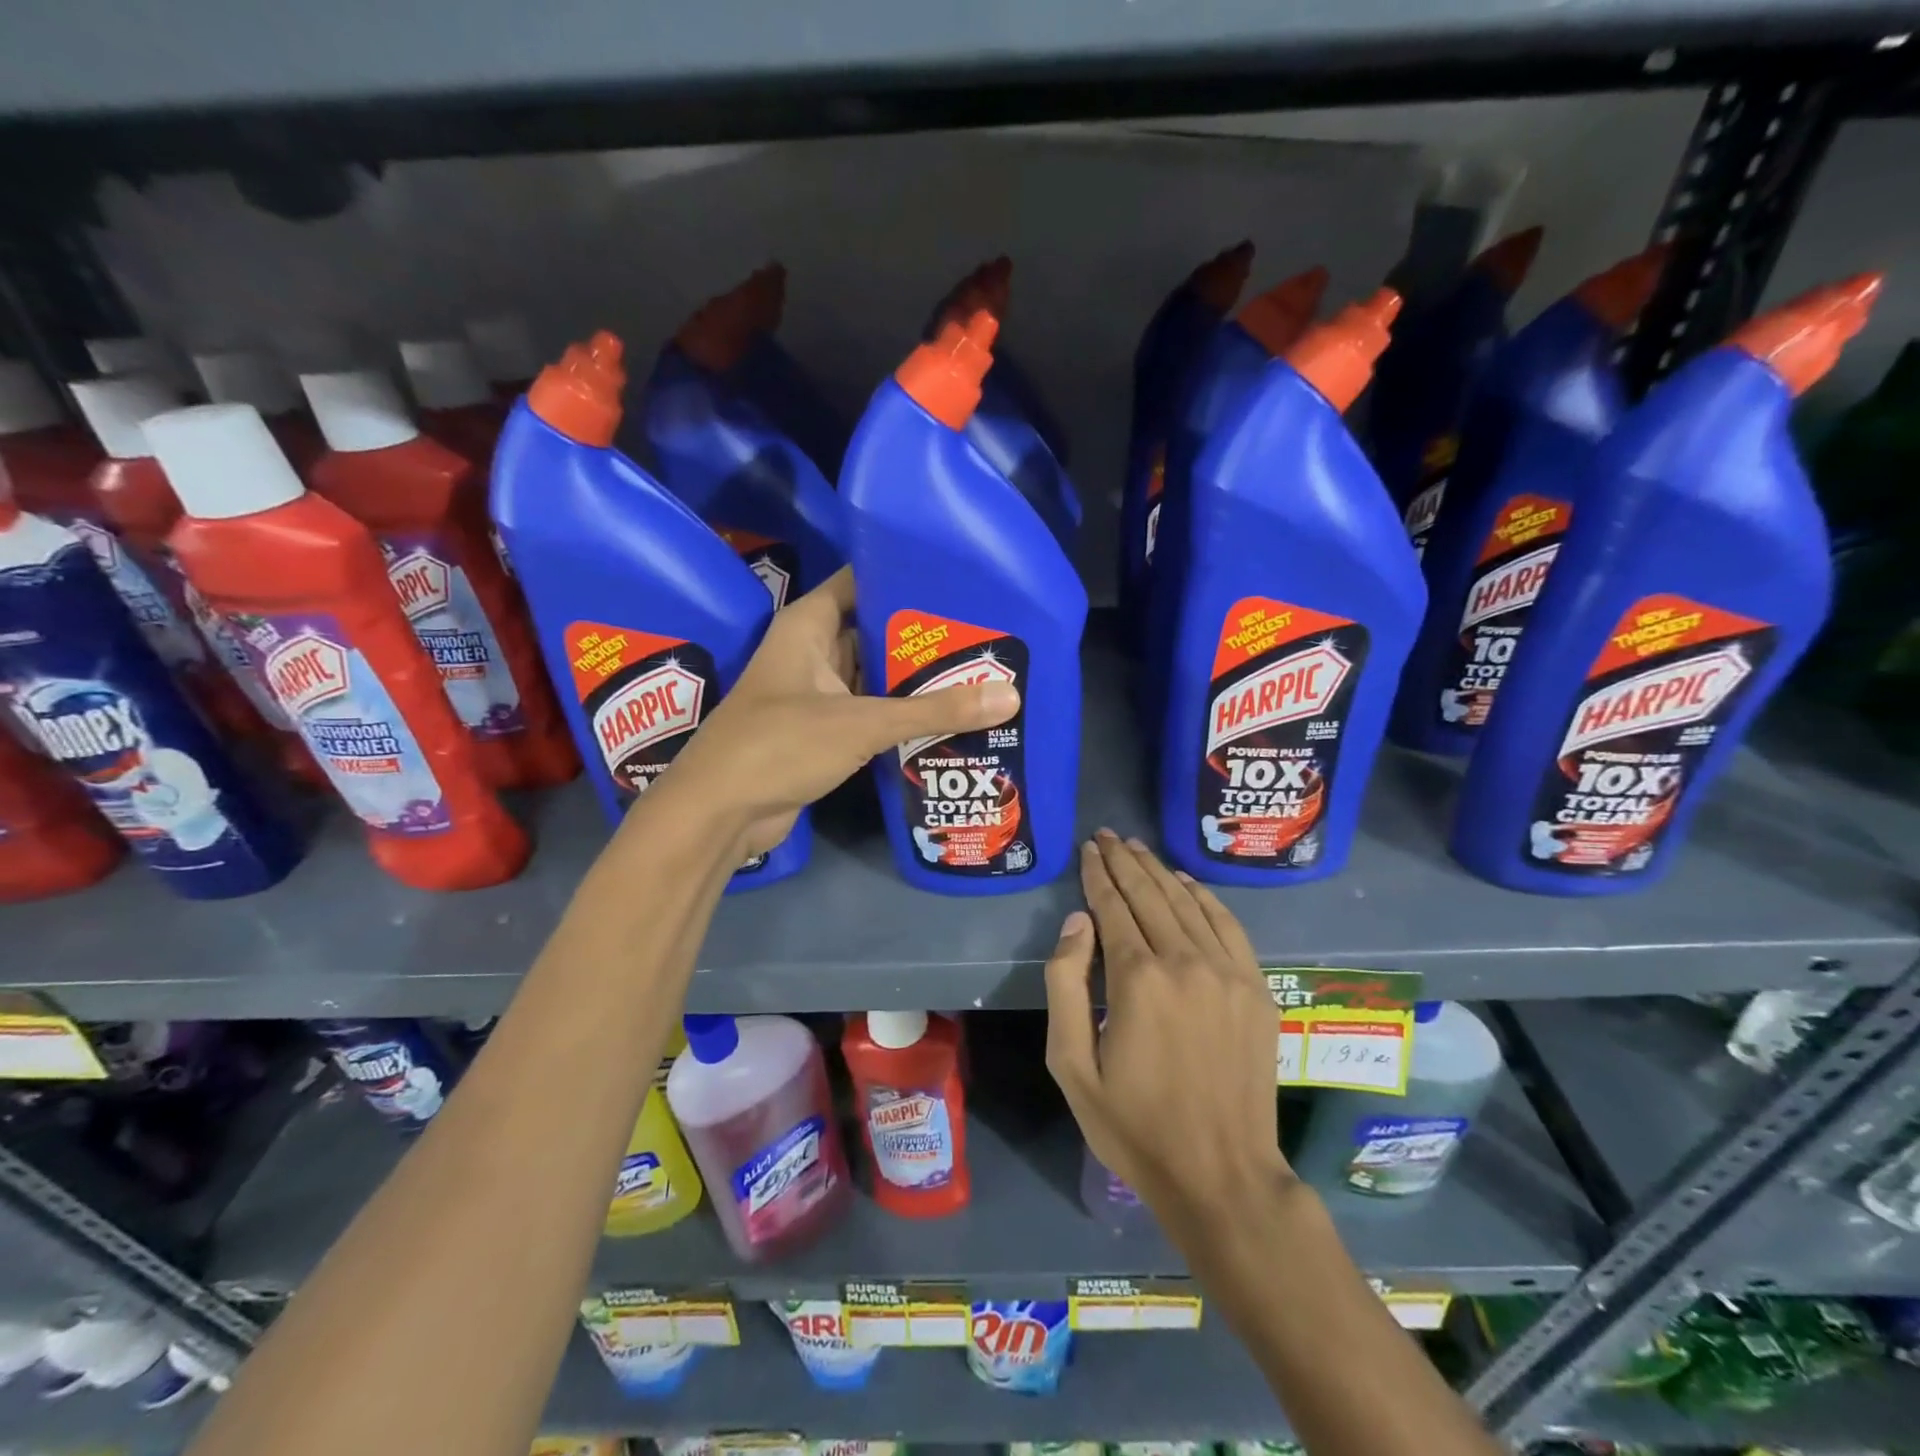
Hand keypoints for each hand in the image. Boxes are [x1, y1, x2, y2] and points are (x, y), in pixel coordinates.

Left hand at [661, 567, 1019, 860]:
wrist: (719, 814)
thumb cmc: (779, 745)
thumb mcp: (861, 722)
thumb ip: (934, 710)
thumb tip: (1011, 695)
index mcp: (808, 625)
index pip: (861, 581)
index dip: (905, 575)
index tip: (959, 580)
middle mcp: (811, 652)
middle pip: (874, 630)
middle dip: (922, 634)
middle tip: (983, 631)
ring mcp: (816, 695)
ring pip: (874, 675)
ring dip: (915, 678)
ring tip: (978, 669)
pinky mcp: (822, 733)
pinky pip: (869, 712)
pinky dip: (900, 714)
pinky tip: (947, 716)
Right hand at [1044, 831, 1291, 1237]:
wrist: (1221, 1175)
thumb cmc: (1134, 1125)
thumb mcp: (1072, 1065)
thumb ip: (1066, 984)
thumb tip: (1078, 921)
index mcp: (1138, 978)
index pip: (1113, 906)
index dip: (1098, 874)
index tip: (1088, 850)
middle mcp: (1185, 961)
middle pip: (1151, 894)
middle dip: (1124, 861)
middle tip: (1107, 836)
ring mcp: (1228, 973)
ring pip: (1188, 902)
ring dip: (1160, 870)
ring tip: (1137, 848)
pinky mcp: (1257, 989)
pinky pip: (1228, 926)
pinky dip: (1205, 897)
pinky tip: (1187, 882)